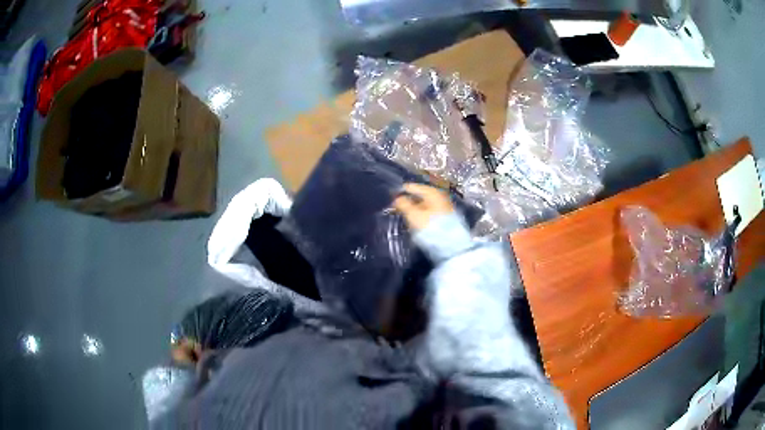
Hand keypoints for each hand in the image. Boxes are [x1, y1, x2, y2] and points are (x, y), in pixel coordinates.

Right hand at [393, 183, 453, 231]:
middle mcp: (439, 195)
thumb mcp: (413, 214)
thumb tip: (397, 198)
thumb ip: (403, 204)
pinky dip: (422, 214)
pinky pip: (429, 211)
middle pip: (419, 195)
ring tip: (405, 215)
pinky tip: (416, 221)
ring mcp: (444, 205)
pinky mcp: (445, 216)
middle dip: (408, 201)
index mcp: (432, 191)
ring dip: (415, 208)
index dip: (401, 192)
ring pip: (424, 204)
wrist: (450, 243)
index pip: (412, 187)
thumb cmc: (430, 226)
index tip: (392, 199)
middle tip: (397, 208)